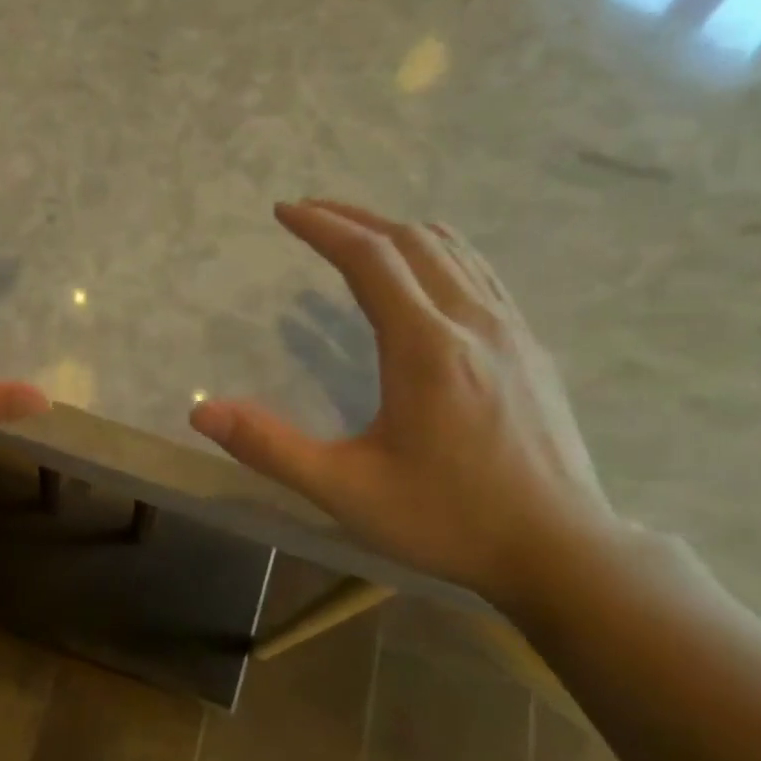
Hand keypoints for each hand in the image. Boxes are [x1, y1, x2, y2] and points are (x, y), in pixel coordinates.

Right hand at [190, 201, 622, 610]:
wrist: (559, 549)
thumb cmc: (447, 519)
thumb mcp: (345, 490)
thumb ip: (270, 447)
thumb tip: (201, 411)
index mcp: (426, 347)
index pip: (370, 258)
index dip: (323, 227)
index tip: (284, 211)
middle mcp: (472, 322)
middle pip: (412, 240)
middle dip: (355, 218)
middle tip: (310, 213)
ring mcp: (511, 331)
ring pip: (453, 250)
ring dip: (399, 230)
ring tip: (358, 234)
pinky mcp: (530, 348)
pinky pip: (480, 274)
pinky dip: (439, 253)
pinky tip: (423, 276)